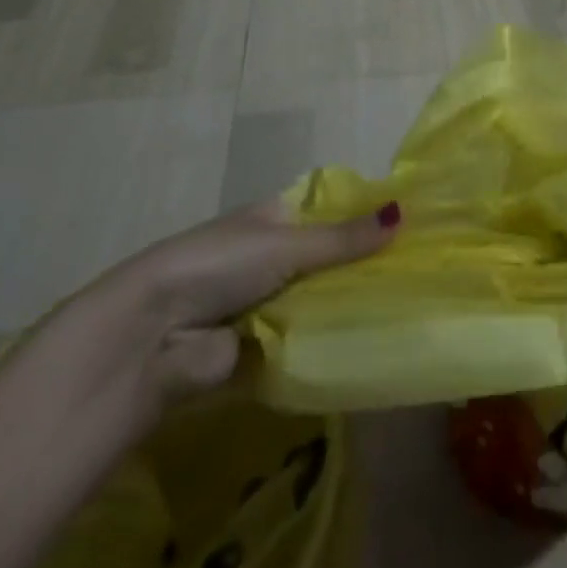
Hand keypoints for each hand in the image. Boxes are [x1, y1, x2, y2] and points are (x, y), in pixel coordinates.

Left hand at [92, 198, 399, 404]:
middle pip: (325, 262)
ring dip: (346, 310)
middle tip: (417, 276)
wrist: (149, 338)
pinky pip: (303, 345)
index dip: (361, 221)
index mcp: (270, 220)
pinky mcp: (259, 353)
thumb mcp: (286, 244)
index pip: (325, 215)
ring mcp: (263, 307)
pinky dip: (326, 347)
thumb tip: (403, 213)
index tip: (408, 229)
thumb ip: (343, 238)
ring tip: (406, 310)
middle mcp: (267, 259)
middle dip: (360, 270)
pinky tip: (372, 346)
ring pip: (317, 305)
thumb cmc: (217, 266)